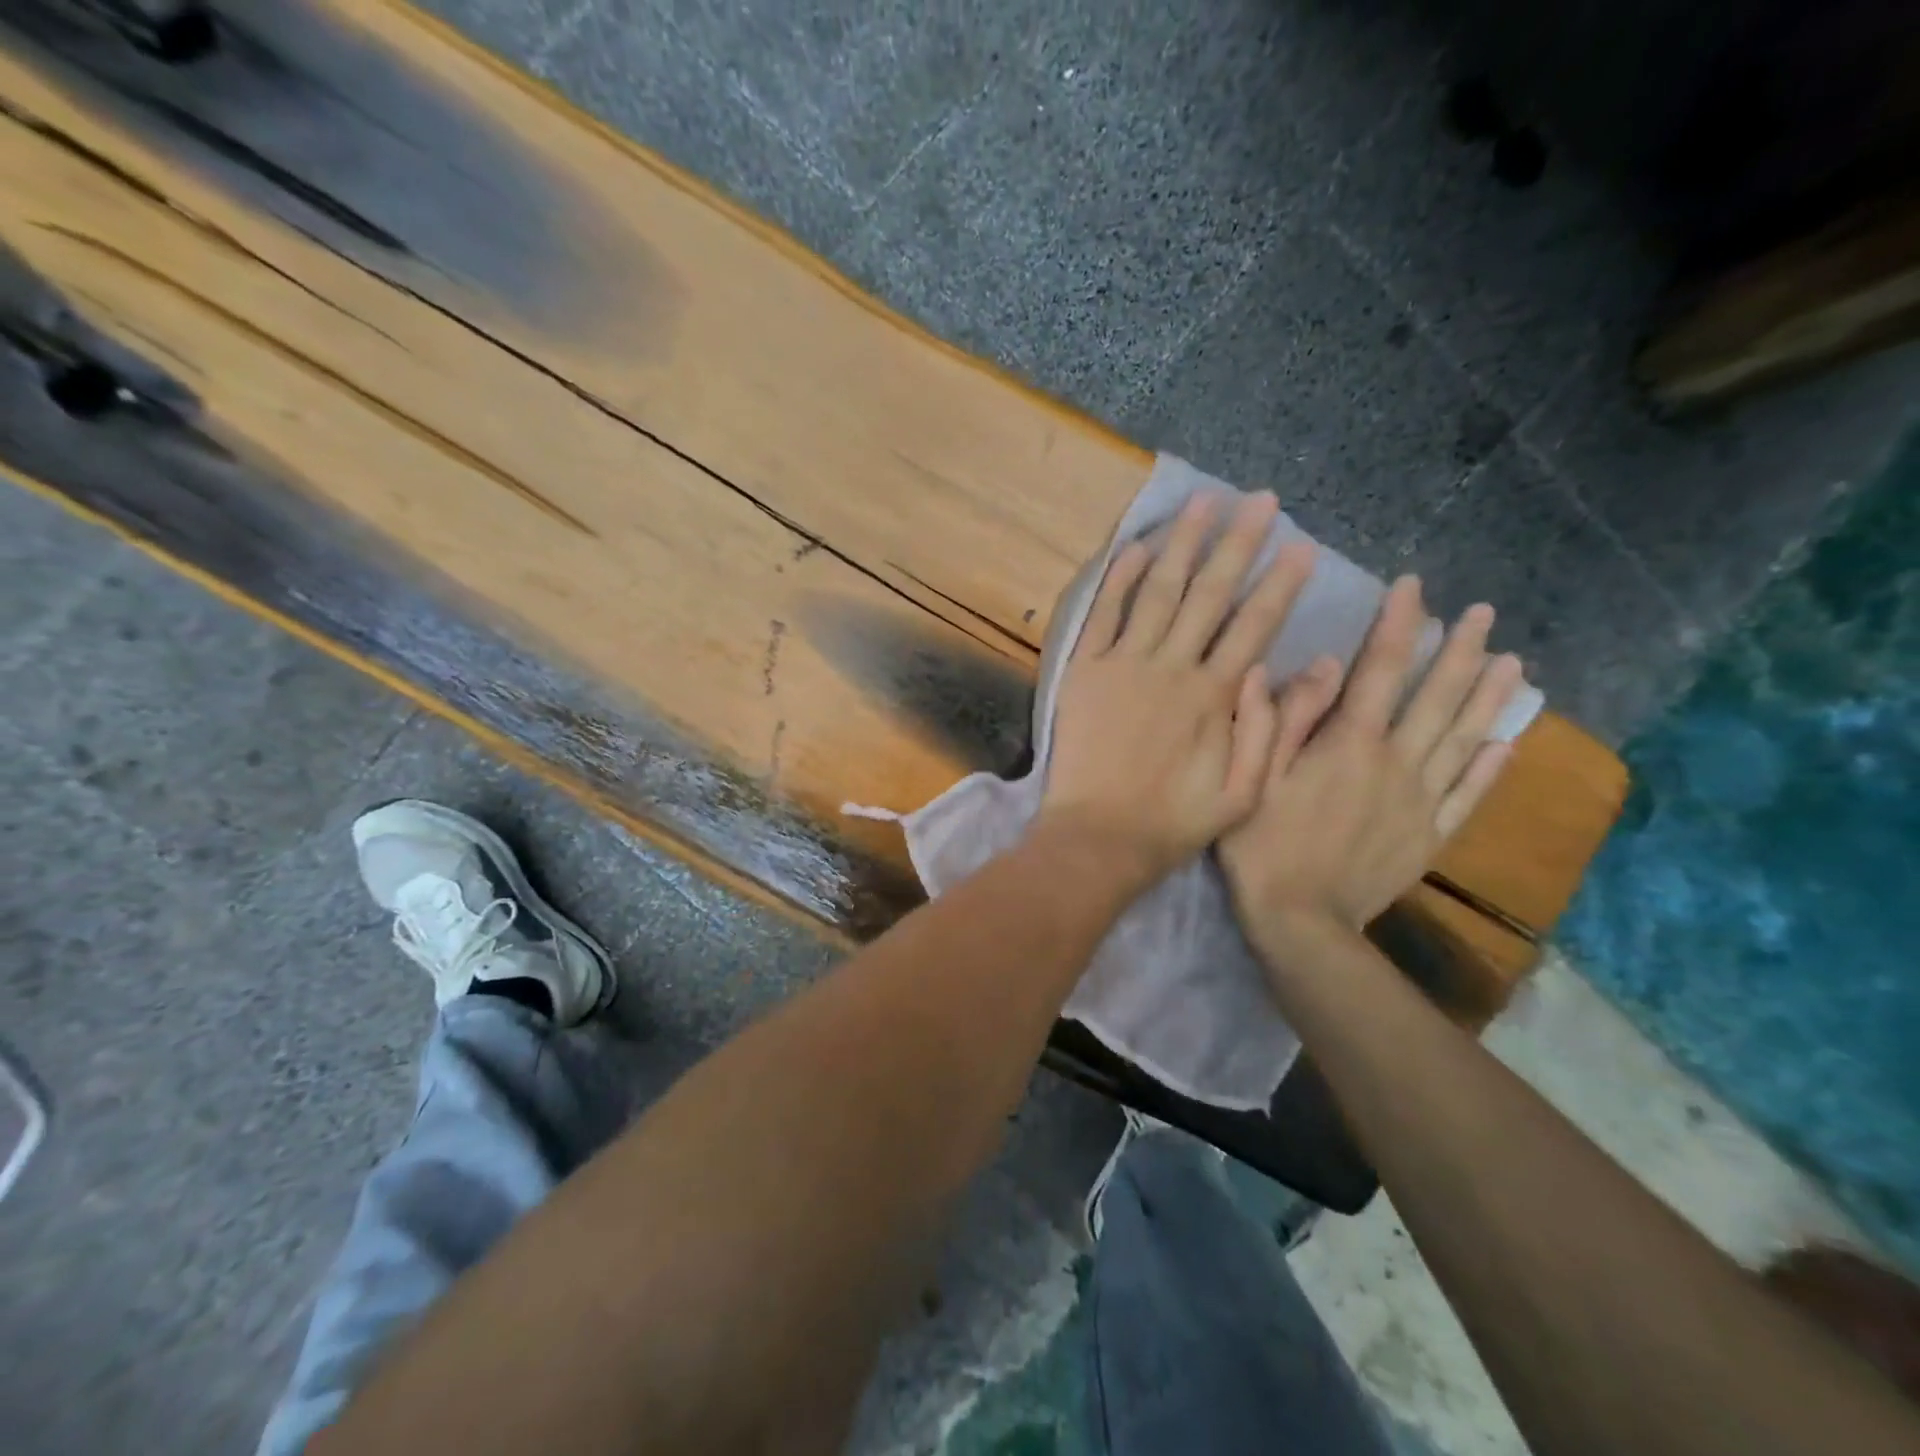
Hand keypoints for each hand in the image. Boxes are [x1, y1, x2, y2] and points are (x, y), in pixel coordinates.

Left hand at [1039, 491, 1316, 887]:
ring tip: (1203, 502)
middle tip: (1261, 502)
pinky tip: (1136, 547)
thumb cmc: (1173, 822)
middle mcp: (1171, 667)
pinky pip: (1102, 615)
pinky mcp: (1084, 671)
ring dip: (1182, 544)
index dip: (1281, 584)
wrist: (1098, 836)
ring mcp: (1123, 665)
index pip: (1255, 625)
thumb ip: (1267, 731)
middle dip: (1239, 544)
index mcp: (1214, 696)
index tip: (1302, 547)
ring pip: (1158, 591)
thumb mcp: (1243, 794)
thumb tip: (1284, 668)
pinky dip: (1119, 579)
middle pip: (1210, 594)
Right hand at [1219, 575, 1523, 934]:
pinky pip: (1468, 795)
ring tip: (1514, 664)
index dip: (1398, 625)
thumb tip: (1322, 664)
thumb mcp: (1254, 775)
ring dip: (1487, 698)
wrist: (1300, 921)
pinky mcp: (1429, 836)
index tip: (1415, 587)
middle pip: (1434, 698)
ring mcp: (1419, 801)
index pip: (1380, 670)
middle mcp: (1394, 763)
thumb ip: (1286, 718)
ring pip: (1462, 739)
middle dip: (1458, 651)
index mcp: (1348, 744)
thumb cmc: (1261, 844)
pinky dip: (1489, 767)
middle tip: (1483, 613)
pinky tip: (1507, 743)